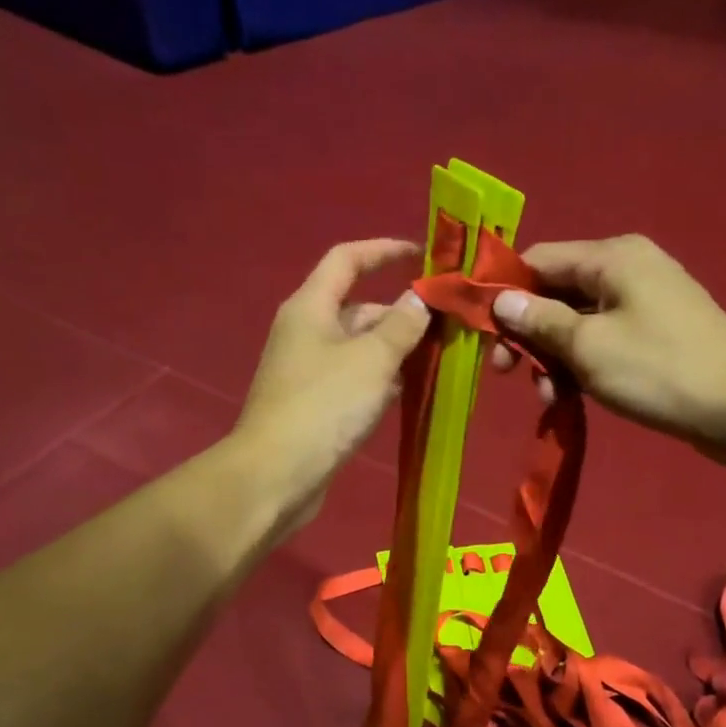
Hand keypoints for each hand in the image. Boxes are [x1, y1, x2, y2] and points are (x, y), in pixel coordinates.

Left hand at [234, 238, 430, 530]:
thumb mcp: (372, 359)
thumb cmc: (324, 407)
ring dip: (397, 349)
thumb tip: (421, 299)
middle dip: (402, 313)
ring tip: (441, 358)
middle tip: (449, 325)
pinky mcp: (316, 404)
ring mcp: (310, 370)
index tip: (423, 256)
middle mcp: (307, 331)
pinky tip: (412, 391)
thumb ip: (402, 325)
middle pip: (359, 307)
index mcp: (311, 307)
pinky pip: (356, 378)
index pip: (347, 259)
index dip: (384, 251)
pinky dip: (383, 378)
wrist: (276, 475)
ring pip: (361, 347)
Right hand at [487, 234, 725, 460]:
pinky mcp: (654, 334)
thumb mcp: (589, 346)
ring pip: (577, 322)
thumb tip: (501, 299)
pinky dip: (581, 365)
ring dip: (554, 357)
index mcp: (612, 257)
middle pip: (556, 292)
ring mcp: (644, 302)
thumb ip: (540, 320)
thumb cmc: (660, 370)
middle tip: (508, 374)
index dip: (504, 292)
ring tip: (549, 398)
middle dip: (529, 333)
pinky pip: (602, 341)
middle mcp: (628, 269)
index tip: (481, 333)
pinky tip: (571, 397)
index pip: (538, 259)